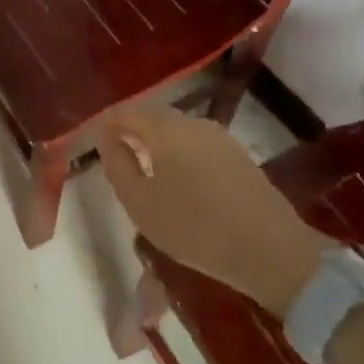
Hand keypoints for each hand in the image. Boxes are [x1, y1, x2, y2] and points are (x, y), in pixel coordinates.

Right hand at [96, 106, 327, 312]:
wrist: (270, 250)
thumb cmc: (194, 227)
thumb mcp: (140, 203)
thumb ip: (118, 165)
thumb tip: (108, 139)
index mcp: (165, 129)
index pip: (125, 113)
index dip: (106, 124)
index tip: (93, 142)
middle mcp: (192, 123)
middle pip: (152, 116)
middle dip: (130, 130)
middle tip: (115, 155)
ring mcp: (219, 137)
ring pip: (176, 129)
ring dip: (155, 142)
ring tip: (143, 169)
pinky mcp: (237, 155)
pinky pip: (195, 143)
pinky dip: (178, 152)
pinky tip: (177, 178)